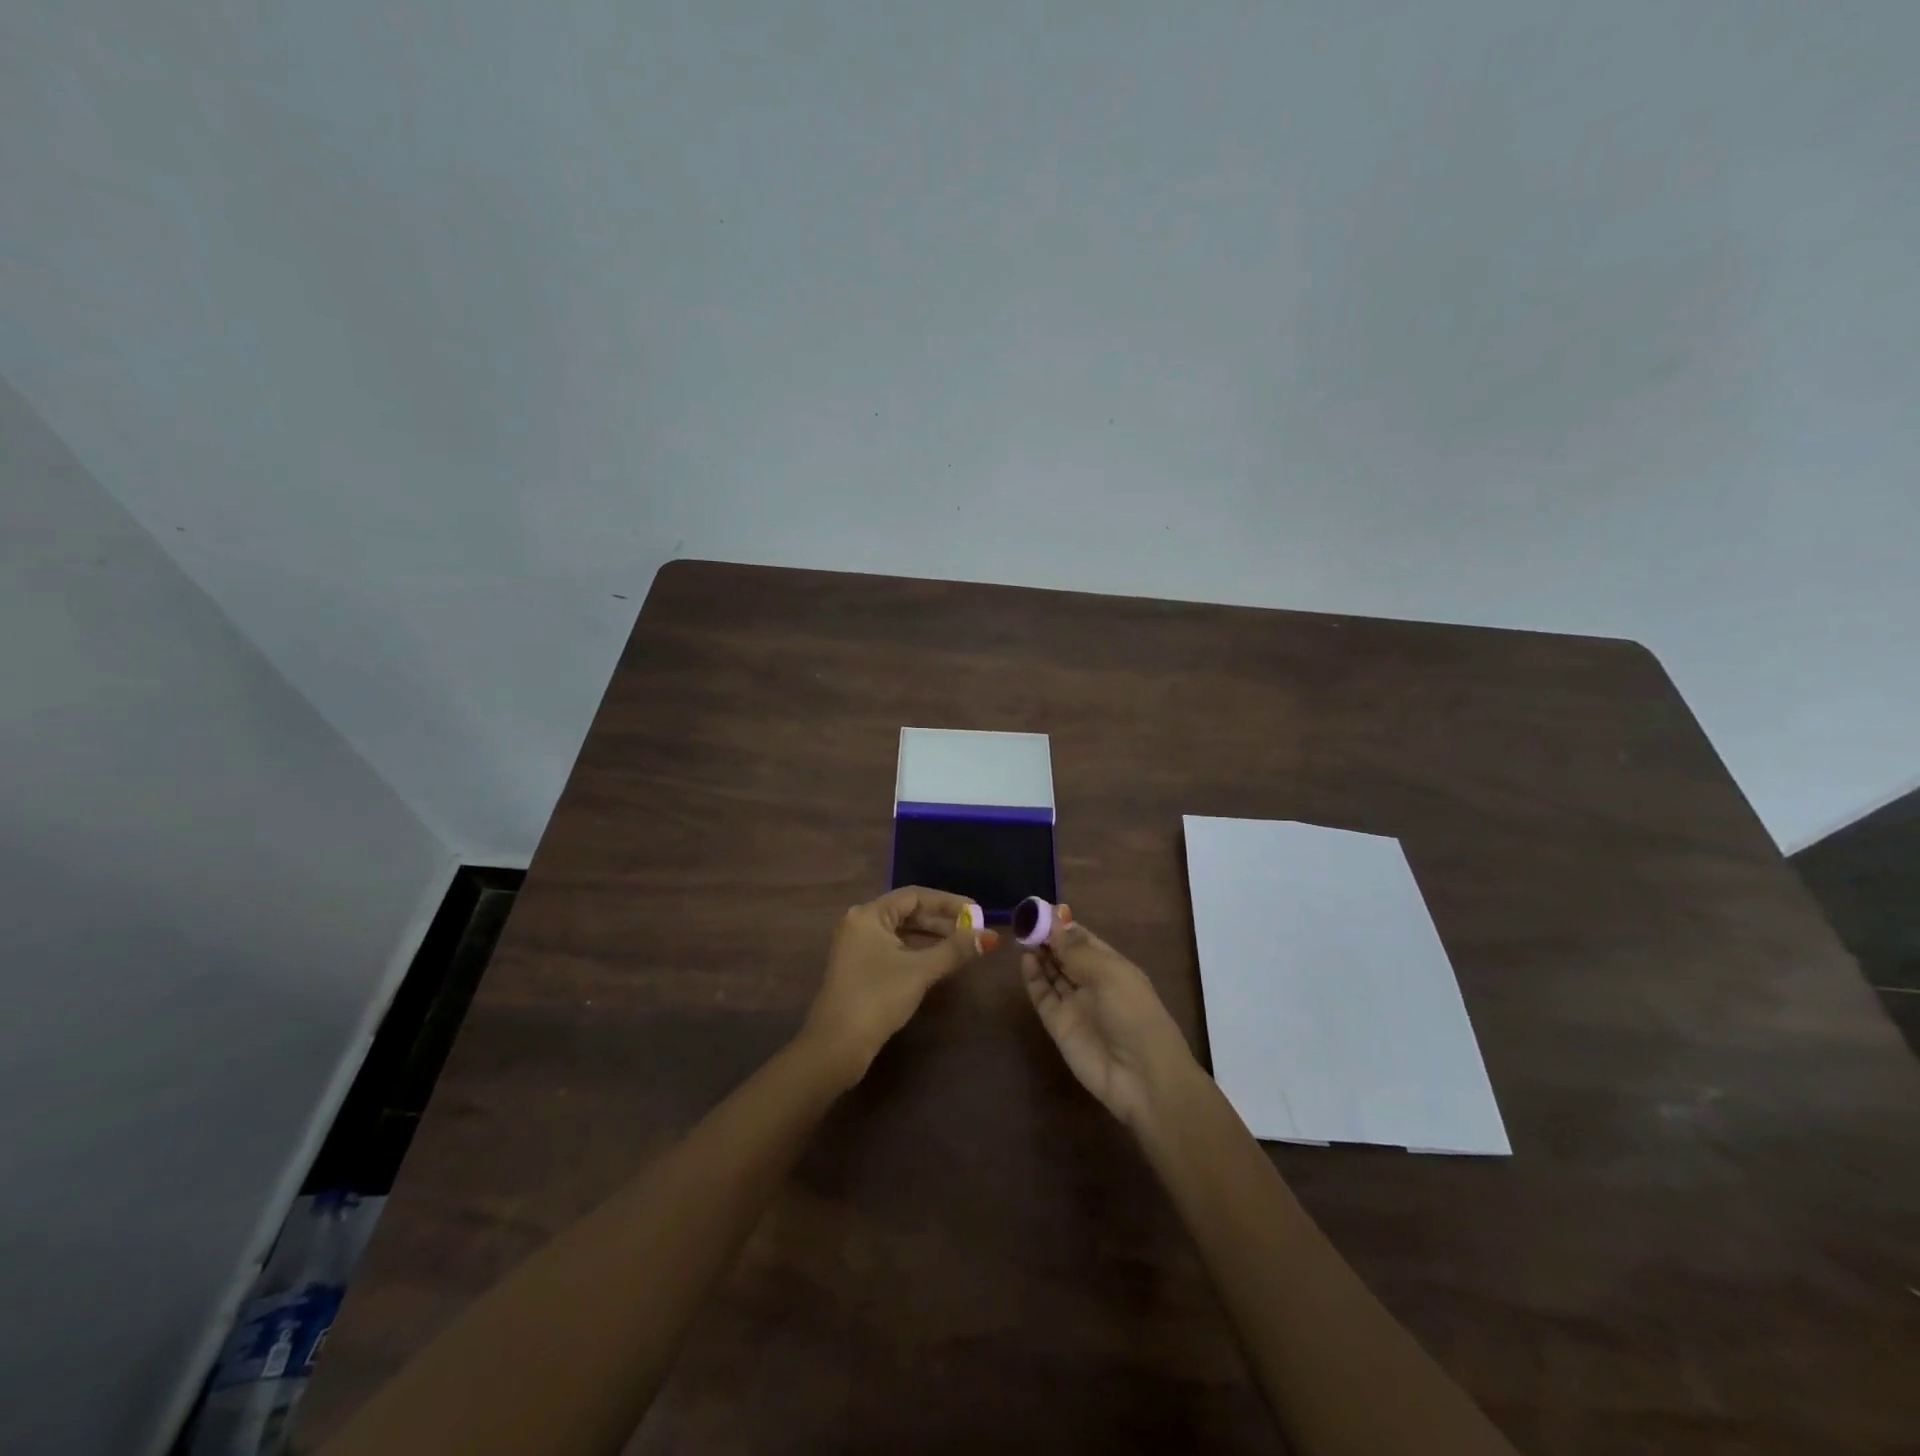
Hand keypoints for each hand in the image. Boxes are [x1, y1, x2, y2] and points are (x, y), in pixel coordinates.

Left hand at [802, 886, 996, 1084]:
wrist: (836, 1046)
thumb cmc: (878, 998)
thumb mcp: (920, 971)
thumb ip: (955, 950)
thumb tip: (989, 937)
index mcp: (869, 914)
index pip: (915, 896)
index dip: (948, 902)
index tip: (977, 913)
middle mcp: (860, 923)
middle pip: (907, 912)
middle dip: (942, 921)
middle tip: (973, 930)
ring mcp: (857, 946)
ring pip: (901, 932)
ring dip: (931, 937)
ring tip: (962, 946)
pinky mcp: (860, 967)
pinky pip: (894, 948)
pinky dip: (917, 951)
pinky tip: (939, 961)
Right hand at [1021, 907, 1197, 1131]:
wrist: (1142, 1077)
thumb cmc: (1134, 1015)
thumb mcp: (1110, 974)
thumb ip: (1077, 949)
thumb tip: (1054, 920)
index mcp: (1113, 967)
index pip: (1084, 939)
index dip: (1063, 925)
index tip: (1040, 909)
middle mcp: (1093, 983)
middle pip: (1065, 955)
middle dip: (1047, 937)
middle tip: (1024, 919)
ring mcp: (1075, 1005)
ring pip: (1052, 973)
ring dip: (1039, 954)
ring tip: (1021, 934)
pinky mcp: (1058, 1025)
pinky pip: (1043, 996)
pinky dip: (1033, 978)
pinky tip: (1025, 959)